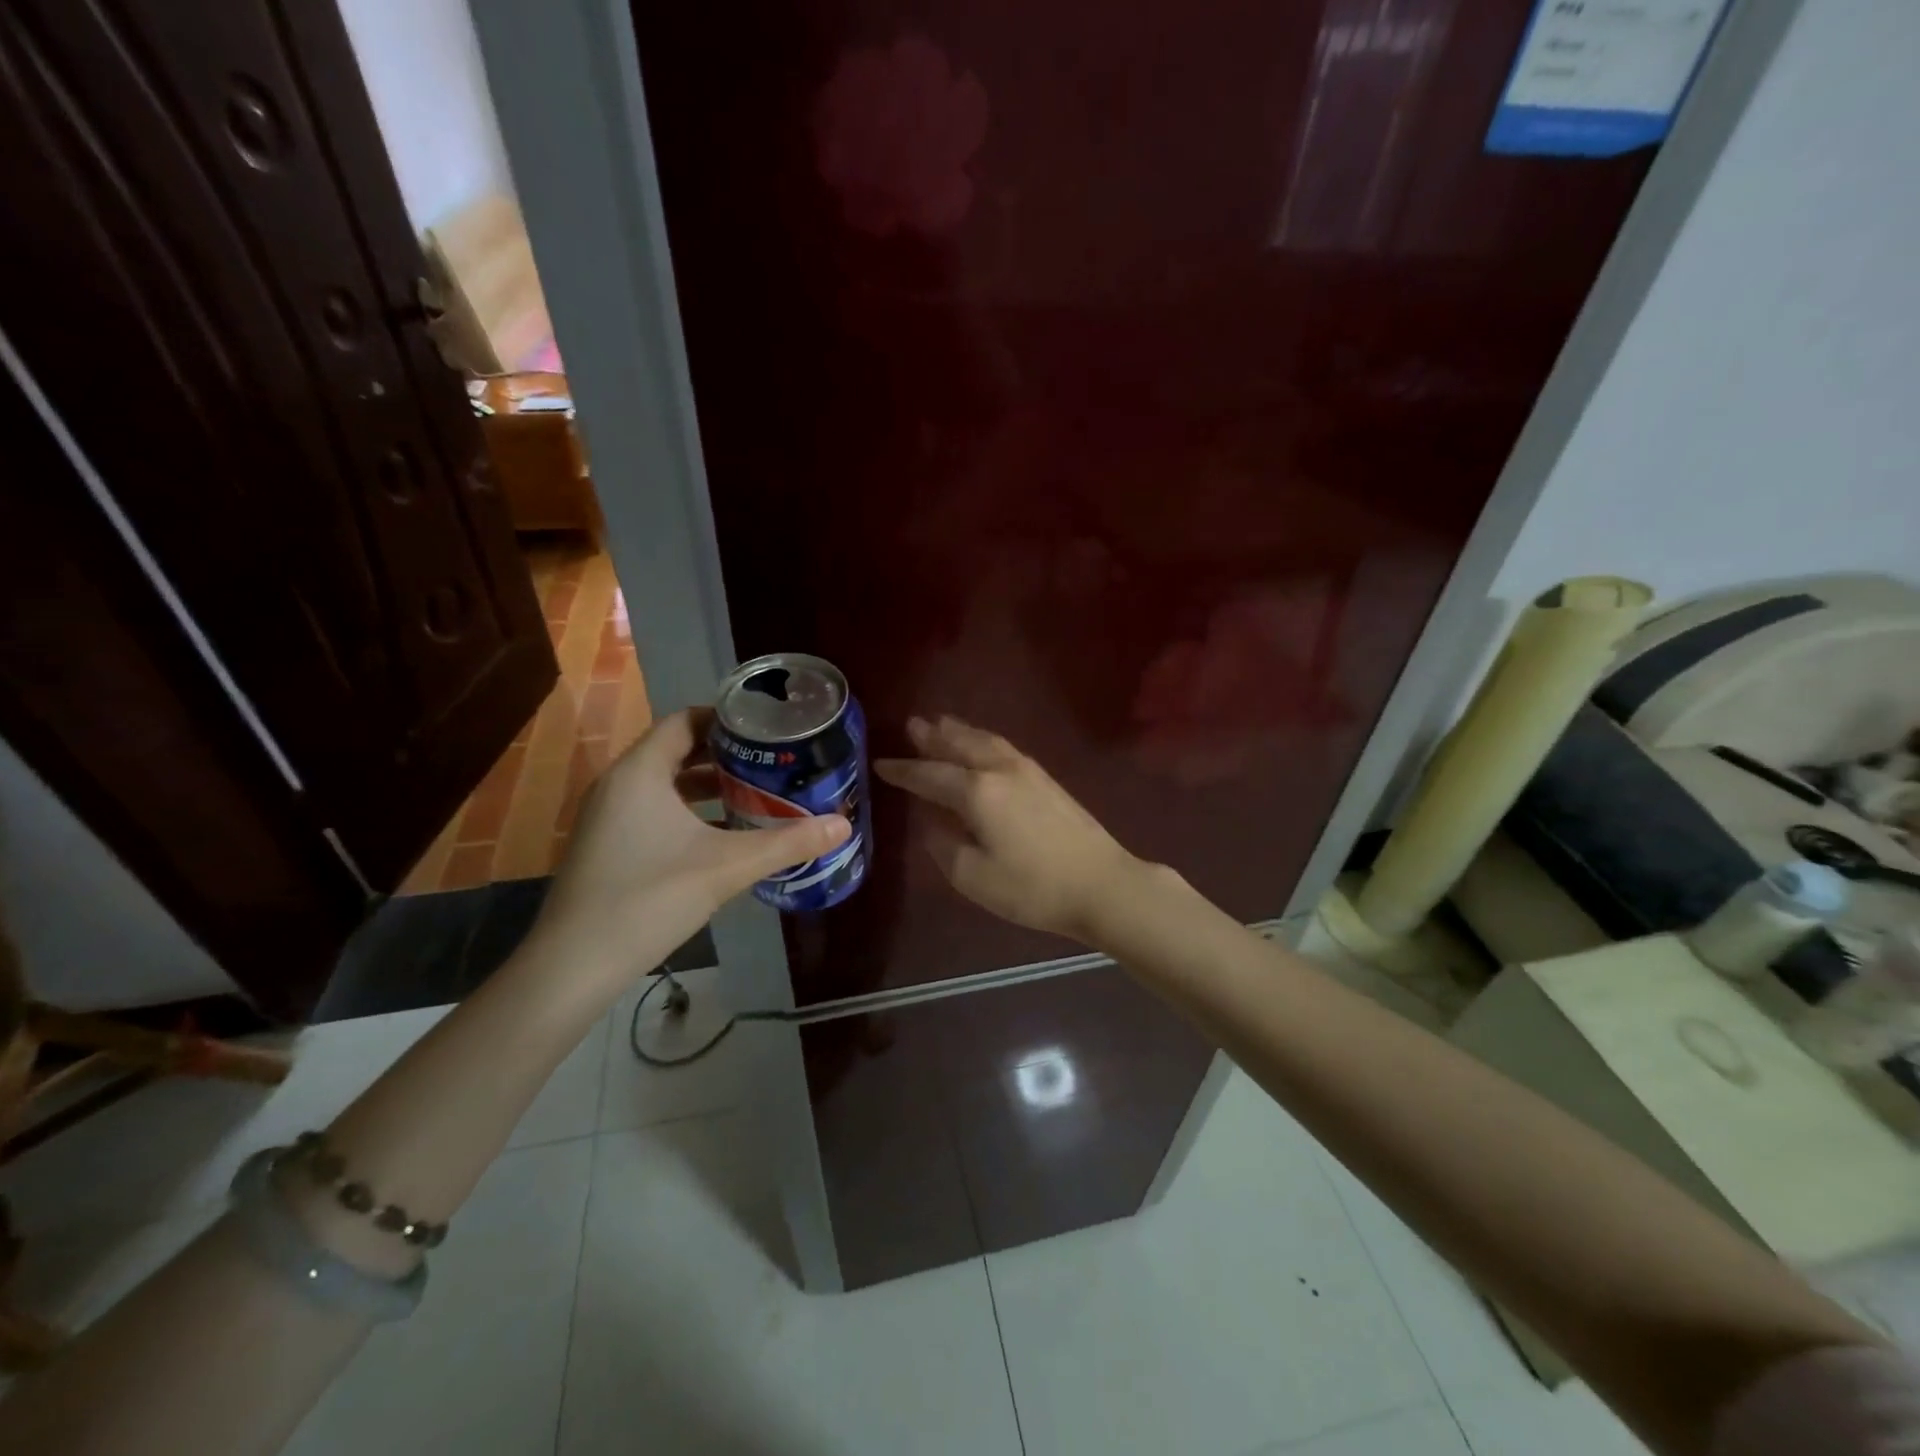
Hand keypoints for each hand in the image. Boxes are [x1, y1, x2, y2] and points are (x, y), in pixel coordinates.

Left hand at [531, 709, 848, 982]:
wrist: (575, 965)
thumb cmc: (649, 898)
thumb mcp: (728, 867)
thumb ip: (787, 843)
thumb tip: (843, 825)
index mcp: (640, 772)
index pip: (685, 721)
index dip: (727, 719)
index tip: (768, 728)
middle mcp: (619, 784)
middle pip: (676, 749)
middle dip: (725, 753)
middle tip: (772, 758)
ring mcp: (608, 816)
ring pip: (665, 783)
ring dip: (708, 784)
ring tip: (756, 791)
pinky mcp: (608, 844)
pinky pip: (653, 809)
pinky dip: (689, 810)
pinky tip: (723, 833)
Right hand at [875, 716, 1145, 942]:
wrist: (1101, 884)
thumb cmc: (1032, 887)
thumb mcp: (972, 876)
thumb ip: (943, 844)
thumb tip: (932, 821)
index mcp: (976, 792)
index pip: (929, 775)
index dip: (903, 770)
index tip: (881, 764)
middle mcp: (999, 770)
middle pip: (959, 745)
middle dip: (932, 736)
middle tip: (912, 724)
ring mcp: (1027, 771)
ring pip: (984, 741)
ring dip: (960, 732)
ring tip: (942, 723)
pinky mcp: (1046, 779)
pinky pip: (1003, 748)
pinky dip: (983, 740)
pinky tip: (982, 747)